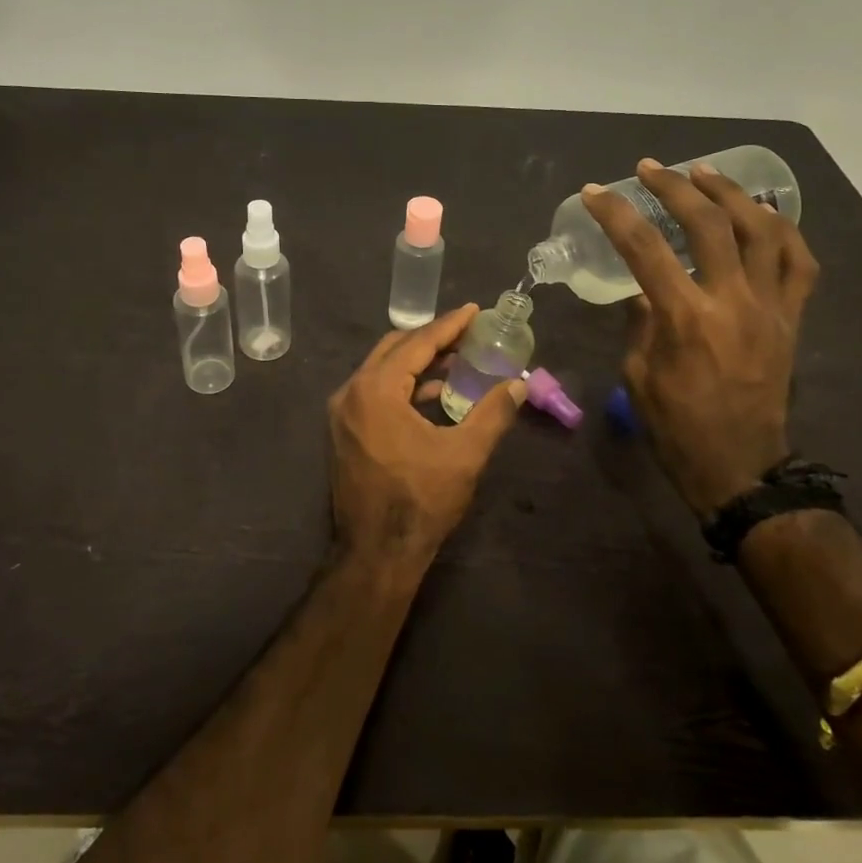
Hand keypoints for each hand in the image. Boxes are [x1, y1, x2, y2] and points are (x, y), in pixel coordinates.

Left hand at [327, 304, 525, 580]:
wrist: (375, 553)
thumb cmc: (420, 501)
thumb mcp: (464, 455)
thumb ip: (493, 413)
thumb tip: (519, 386)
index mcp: (375, 390)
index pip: (417, 344)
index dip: (448, 325)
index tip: (472, 310)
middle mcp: (351, 392)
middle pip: (393, 349)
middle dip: (431, 339)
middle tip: (466, 333)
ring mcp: (343, 413)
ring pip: (382, 370)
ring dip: (417, 362)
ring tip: (456, 360)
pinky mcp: (344, 431)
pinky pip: (375, 392)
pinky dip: (402, 386)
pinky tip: (432, 394)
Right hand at [581, 158, 819, 517]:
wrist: (739, 467)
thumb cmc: (676, 427)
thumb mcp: (638, 375)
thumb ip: (640, 323)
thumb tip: (643, 289)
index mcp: (684, 318)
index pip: (644, 249)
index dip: (616, 214)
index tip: (596, 192)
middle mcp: (732, 301)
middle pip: (708, 224)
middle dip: (674, 187)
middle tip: (650, 169)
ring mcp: (770, 307)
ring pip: (761, 230)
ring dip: (731, 194)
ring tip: (705, 174)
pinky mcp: (792, 319)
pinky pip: (799, 263)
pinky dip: (783, 230)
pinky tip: (762, 214)